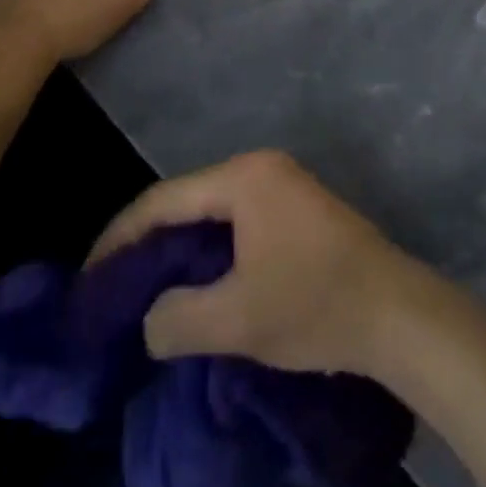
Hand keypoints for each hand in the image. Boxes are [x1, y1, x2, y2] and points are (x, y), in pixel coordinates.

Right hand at [88, 150, 426, 377]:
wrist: (395, 309)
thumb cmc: (313, 303)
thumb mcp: (236, 320)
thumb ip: (177, 318)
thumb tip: (150, 318)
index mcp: (243, 177)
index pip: (164, 199)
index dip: (121, 236)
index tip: (90, 277)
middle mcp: (261, 166)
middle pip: (188, 198)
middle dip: (149, 240)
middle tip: (115, 285)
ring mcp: (284, 182)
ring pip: (214, 209)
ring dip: (181, 245)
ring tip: (149, 287)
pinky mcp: (298, 206)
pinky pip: (238, 218)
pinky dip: (212, 246)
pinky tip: (200, 279)